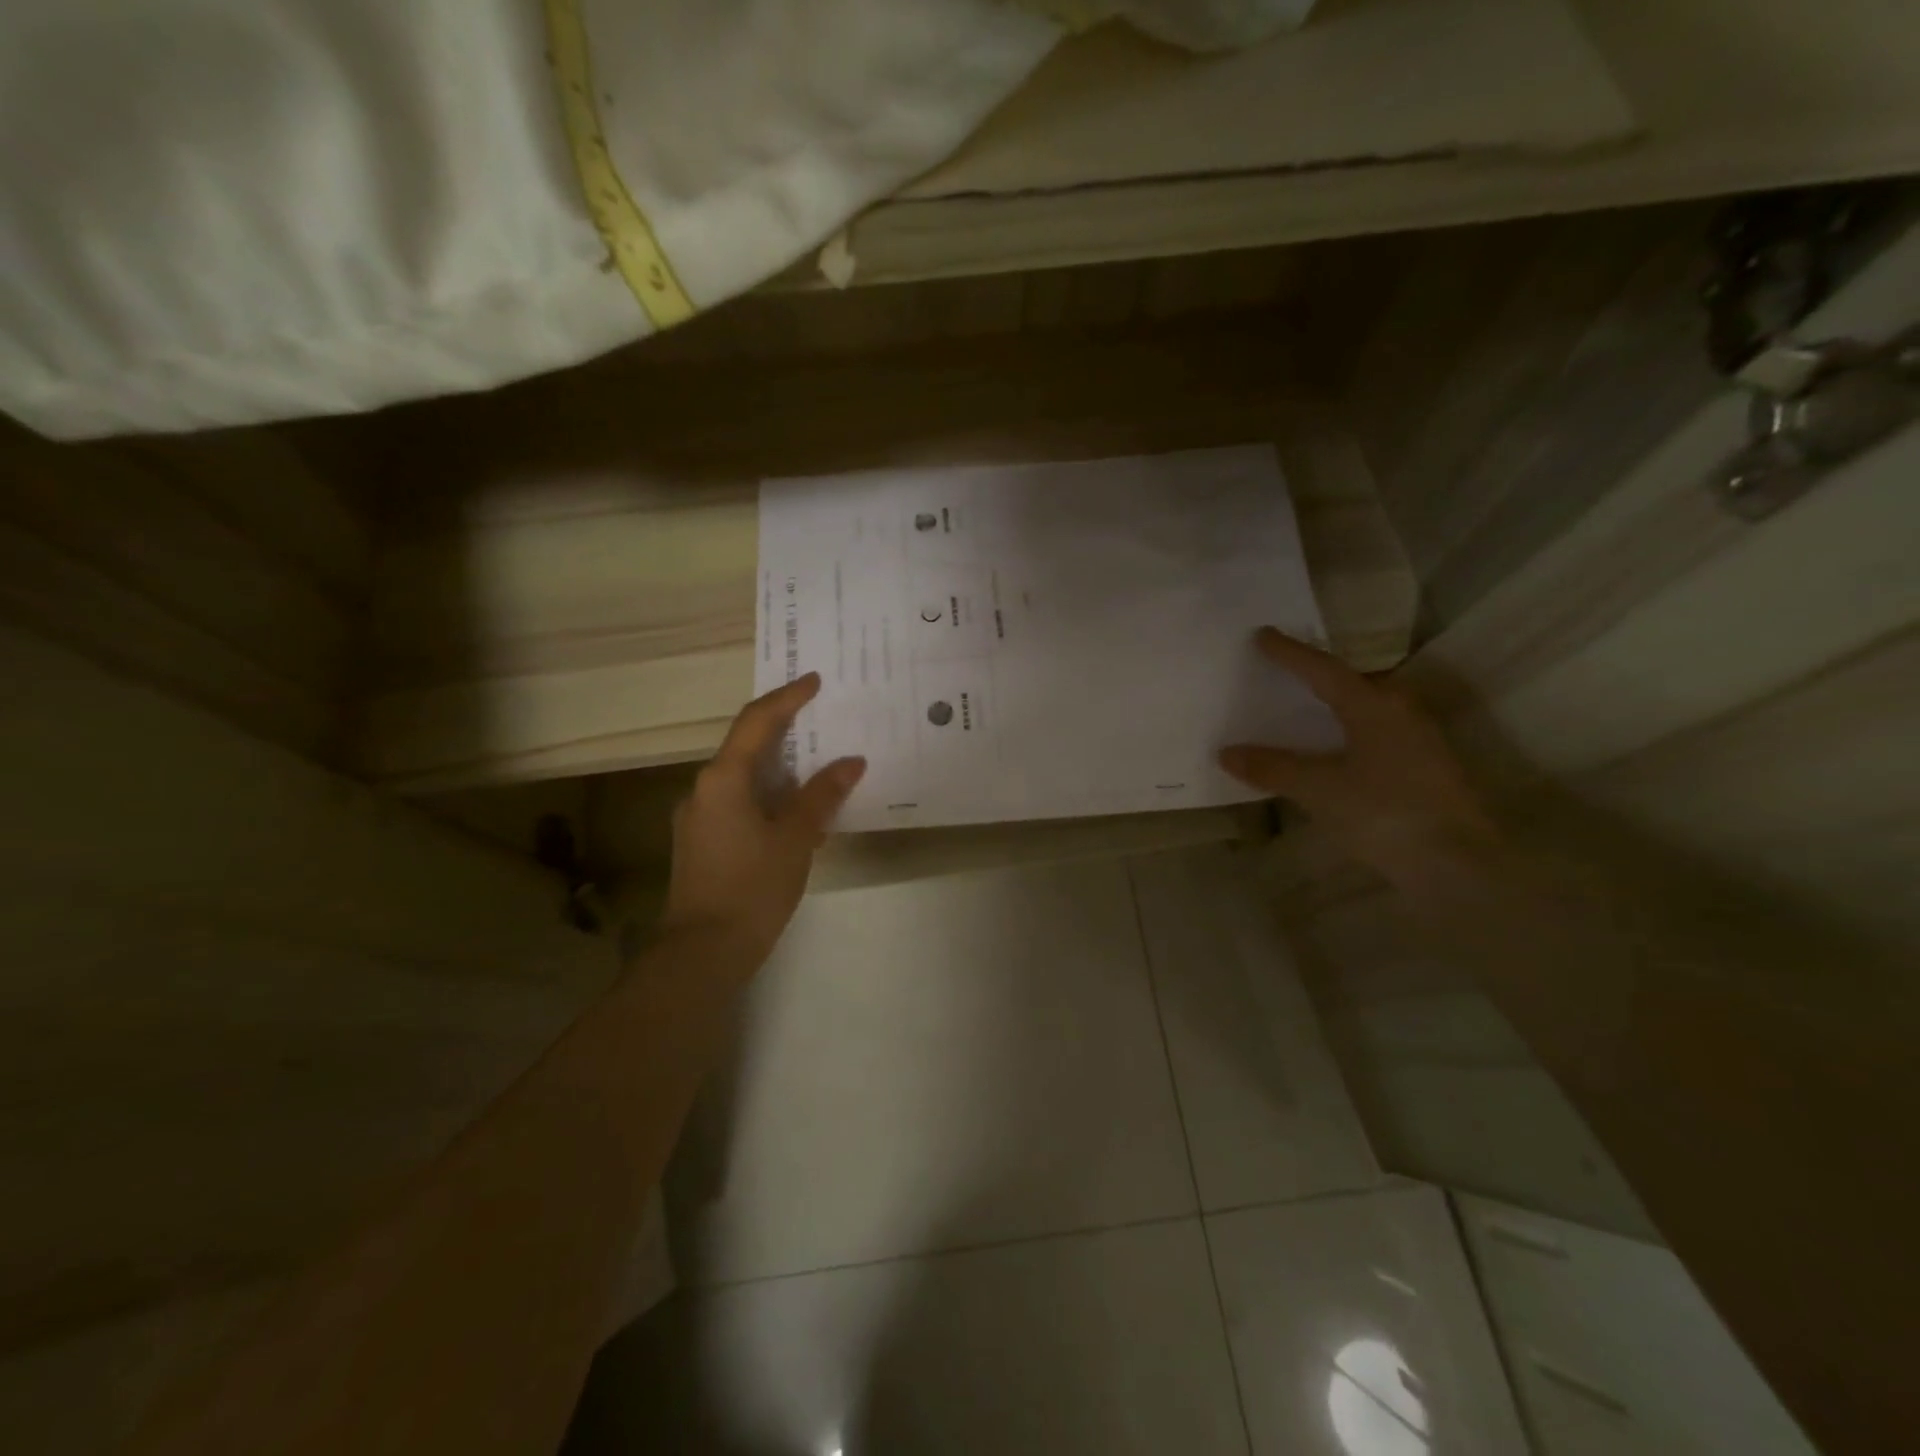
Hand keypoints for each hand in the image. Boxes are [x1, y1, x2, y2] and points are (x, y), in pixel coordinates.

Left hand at [659, 674, 865, 966]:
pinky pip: (739, 805)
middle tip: (823, 722)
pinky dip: (770, 800)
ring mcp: (698, 816)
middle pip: (747, 747)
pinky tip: (798, 820)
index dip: (787, 698)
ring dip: (781, 772)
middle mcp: (703, 789)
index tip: (814, 681)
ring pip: (744, 779)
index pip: (756, 722)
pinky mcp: (701, 842)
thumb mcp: (796, 839)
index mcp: (723, 779)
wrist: (702, 952)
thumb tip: (850, 762)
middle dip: (786, 734)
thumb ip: (822, 796)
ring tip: (820, 774)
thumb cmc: (752, 888)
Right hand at [1219, 627, 1498, 879]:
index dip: (1290, 653)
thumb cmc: (1385, 814)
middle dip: (1319, 675)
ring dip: (1336, 704)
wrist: (1457, 866)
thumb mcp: (1319, 790)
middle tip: (1286, 669)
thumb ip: (1273, 768)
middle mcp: (1400, 713)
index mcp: (1373, 706)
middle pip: (1353, 682)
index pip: (1323, 670)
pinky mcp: (1426, 768)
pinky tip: (1336, 750)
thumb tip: (1227, 752)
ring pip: (1369, 708)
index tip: (1263, 635)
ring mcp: (1419, 740)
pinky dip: (1349, 731)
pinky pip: (1377, 733)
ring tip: (1307, 707)